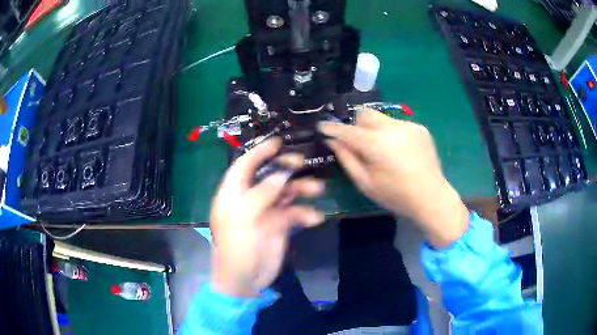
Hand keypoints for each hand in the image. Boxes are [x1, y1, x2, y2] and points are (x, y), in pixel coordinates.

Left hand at [210, 138, 324, 297]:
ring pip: (285, 192)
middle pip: (269, 175)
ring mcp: (266, 212)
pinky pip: (295, 213)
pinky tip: (313, 219)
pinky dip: (305, 213)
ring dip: (301, 189)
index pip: (245, 165)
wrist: (245, 281)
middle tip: (302, 162)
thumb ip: (262, 193)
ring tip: (317, 190)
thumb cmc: (237, 248)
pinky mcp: (279, 225)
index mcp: (234, 194)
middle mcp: (250, 199)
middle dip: (285, 167)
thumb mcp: (244, 218)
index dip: (260, 151)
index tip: (278, 141)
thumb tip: (281, 174)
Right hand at [318, 109, 468, 248]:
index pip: (347, 130)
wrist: (431, 197)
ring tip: (383, 150)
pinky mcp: (420, 128)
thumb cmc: (396, 195)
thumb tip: (333, 141)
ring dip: (375, 130)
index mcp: (376, 144)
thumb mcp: (365, 183)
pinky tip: (399, 152)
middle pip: (365, 114)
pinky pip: (397, 124)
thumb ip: (347, 159)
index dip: (332, 128)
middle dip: (356, 125)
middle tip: (358, 143)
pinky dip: (392, 134)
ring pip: (382, 118)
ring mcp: (408, 125)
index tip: (322, 127)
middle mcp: (392, 128)